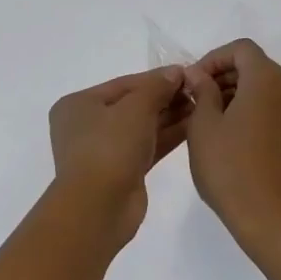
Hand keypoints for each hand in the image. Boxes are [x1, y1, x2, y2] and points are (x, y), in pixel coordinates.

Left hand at [48, 67, 190, 244]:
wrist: (99, 207)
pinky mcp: (122, 171)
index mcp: (79, 104)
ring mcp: (104, 150)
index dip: (157, 78)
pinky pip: (147, 146)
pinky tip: (193, 126)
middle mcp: (87, 125)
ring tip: (201, 106)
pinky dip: (167, 136)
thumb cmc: (110, 147)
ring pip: (142, 127)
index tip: (187, 73)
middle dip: (165, 98)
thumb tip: (175, 72)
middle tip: (198, 91)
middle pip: (133, 105)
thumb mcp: (136, 108)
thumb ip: (157, 87)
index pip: (124, 84)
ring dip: (170, 116)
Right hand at [182, 40, 280, 260]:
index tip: (193, 81)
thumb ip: (202, 92)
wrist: (273, 220)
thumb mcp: (204, 126)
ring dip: (237, 94)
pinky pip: (274, 110)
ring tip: (209, 120)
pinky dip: (252, 111)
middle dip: (224, 76)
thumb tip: (198, 74)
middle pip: (255, 66)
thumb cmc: (231, 168)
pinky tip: (231, 138)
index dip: (214, 58)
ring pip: (265, 89)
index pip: (241, 49)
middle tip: (196, 99)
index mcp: (267, 80)